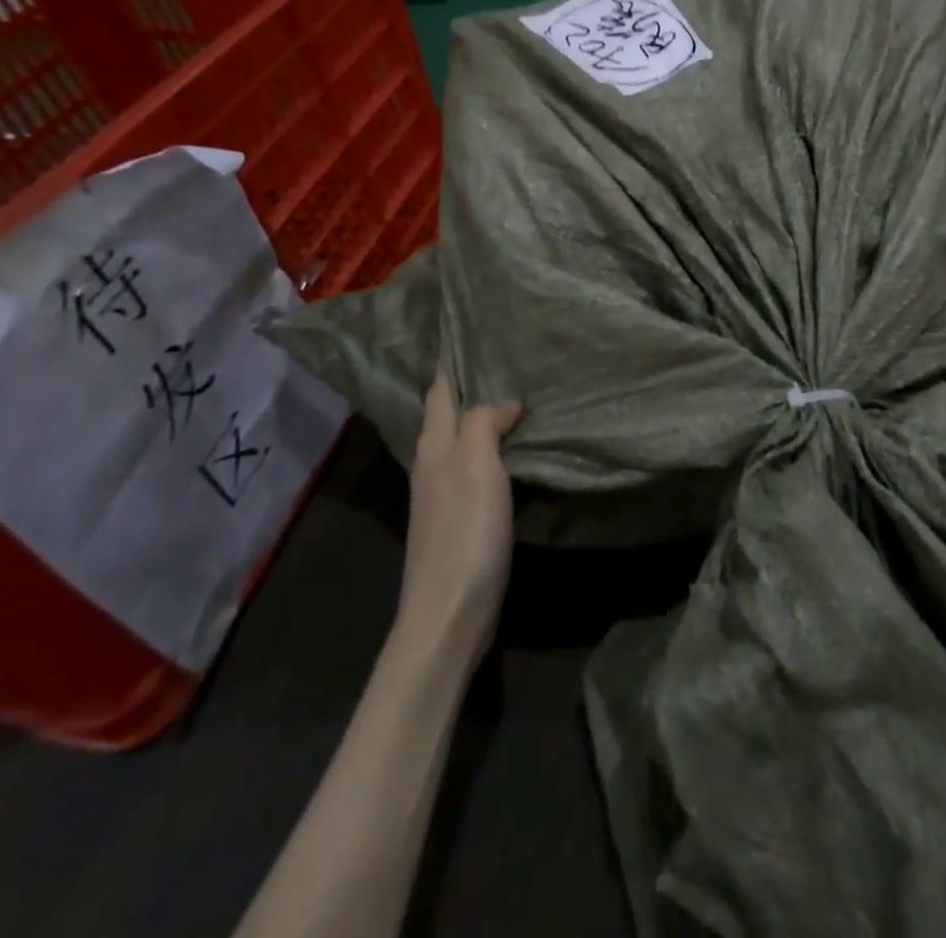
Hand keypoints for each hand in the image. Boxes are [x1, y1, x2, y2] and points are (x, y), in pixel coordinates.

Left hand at [399, 371, 522, 655]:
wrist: (450, 614)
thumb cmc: (464, 533)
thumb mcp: (476, 467)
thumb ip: (485, 424)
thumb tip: (504, 402)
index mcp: (434, 448)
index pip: (439, 393)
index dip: (450, 364)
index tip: (464, 332)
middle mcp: (433, 467)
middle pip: (446, 416)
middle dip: (466, 387)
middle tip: (500, 358)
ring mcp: (444, 497)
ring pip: (461, 442)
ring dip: (480, 418)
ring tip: (513, 397)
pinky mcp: (460, 521)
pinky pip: (475, 469)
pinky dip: (491, 450)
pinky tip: (512, 451)